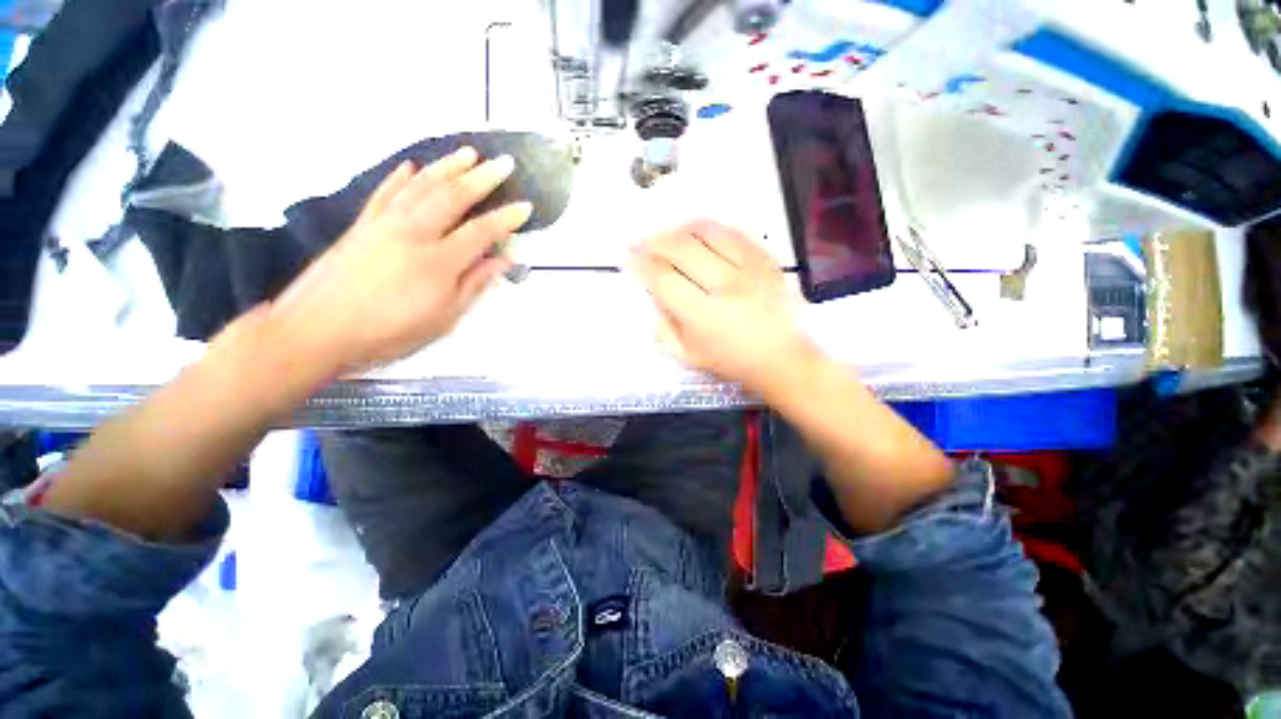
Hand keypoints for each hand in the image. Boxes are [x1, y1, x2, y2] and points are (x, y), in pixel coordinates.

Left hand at [262, 146, 531, 379]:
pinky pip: (385, 193)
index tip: (525, 206)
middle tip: (504, 163)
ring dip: (447, 167)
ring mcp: (384, 224)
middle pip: (452, 197)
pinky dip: (400, 178)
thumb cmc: (388, 332)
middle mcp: (413, 233)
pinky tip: (412, 166)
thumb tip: (501, 262)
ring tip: (468, 153)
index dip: (506, 219)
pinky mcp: (361, 225)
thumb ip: (473, 285)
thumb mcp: (443, 318)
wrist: (316, 330)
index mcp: (438, 262)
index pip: (480, 232)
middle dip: (481, 178)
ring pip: (421, 187)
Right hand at [630, 219, 816, 395]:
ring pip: (705, 232)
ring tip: (666, 238)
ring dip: (677, 231)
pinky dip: (706, 229)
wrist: (781, 357)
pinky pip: (730, 231)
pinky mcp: (766, 258)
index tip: (630, 260)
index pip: (664, 280)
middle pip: (681, 249)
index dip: (642, 265)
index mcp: (706, 317)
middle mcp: (728, 287)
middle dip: (654, 242)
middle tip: (641, 244)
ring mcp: (750, 268)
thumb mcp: (687, 354)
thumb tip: (651, 289)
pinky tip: (695, 235)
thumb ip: (663, 323)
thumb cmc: (730, 360)